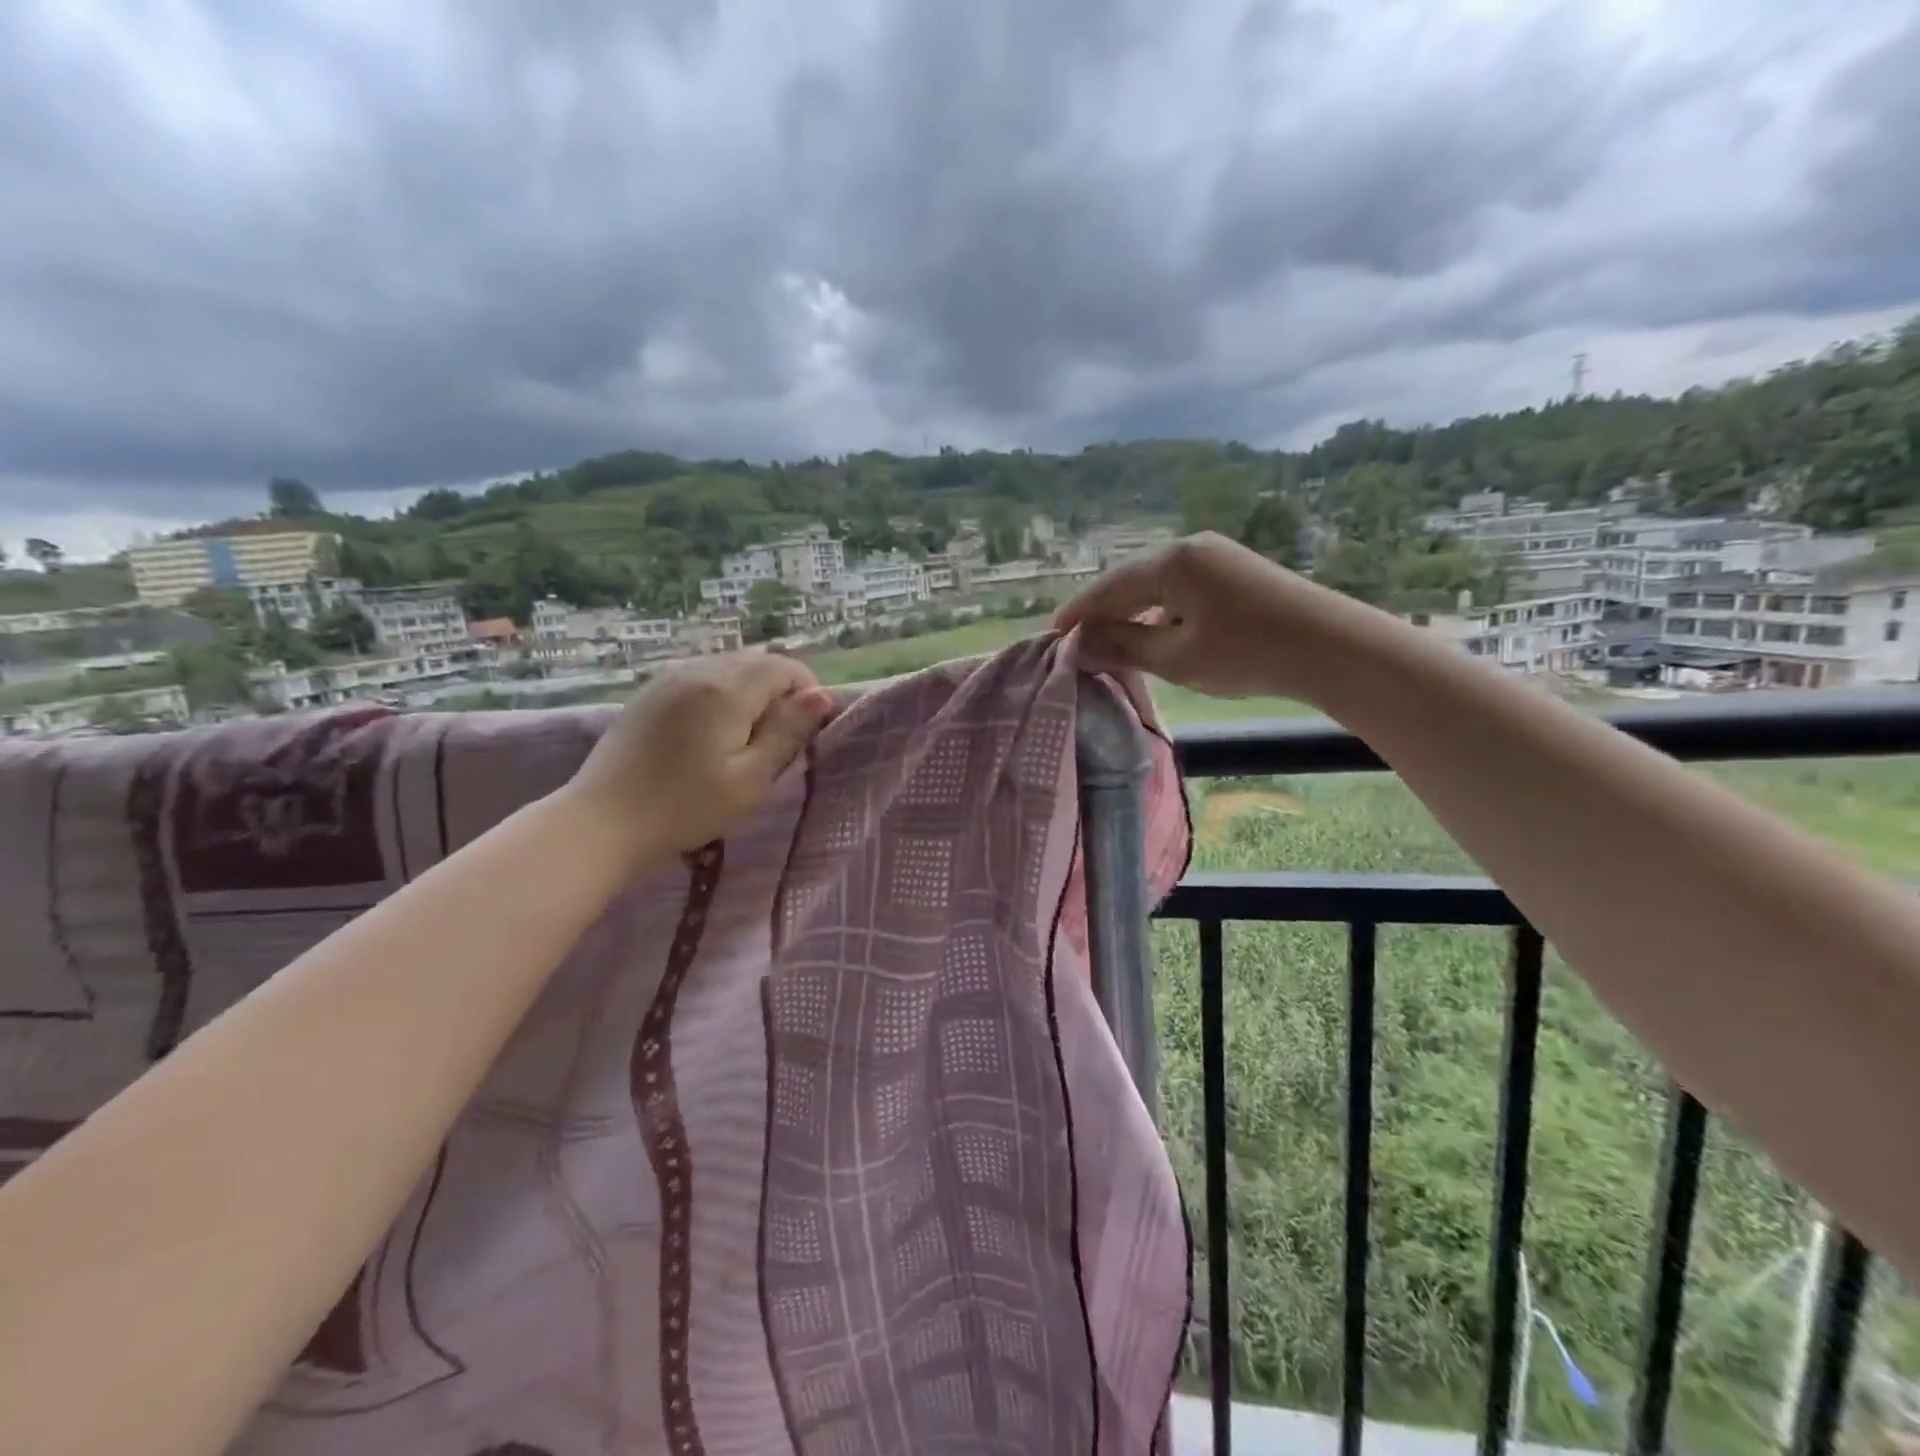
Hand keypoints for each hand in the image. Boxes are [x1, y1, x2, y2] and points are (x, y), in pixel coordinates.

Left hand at [560, 651, 835, 868]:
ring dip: (750, 691)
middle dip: (780, 691)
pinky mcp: (649, 693)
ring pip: (727, 667)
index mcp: (726, 689)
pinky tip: (711, 731)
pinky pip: (699, 677)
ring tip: (746, 737)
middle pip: (756, 661)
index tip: (807, 731)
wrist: (602, 823)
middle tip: (779, 739)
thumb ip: (788, 732)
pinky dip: (720, 694)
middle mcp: (697, 670)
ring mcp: (668, 678)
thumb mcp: (751, 778)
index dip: (806, 692)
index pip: (785, 667)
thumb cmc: (686, 807)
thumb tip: (822, 695)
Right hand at [1055, 532, 1388, 702]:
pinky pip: (1180, 586)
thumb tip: (1080, 645)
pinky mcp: (1233, 568)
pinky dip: (1159, 610)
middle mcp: (1189, 546)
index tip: (1052, 636)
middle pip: (1129, 580)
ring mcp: (1214, 554)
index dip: (1078, 613)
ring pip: (1155, 583)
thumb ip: (1123, 647)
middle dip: (1101, 611)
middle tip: (1076, 640)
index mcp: (1171, 560)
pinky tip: (1153, 631)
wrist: (1332, 647)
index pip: (1108, 587)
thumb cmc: (1246, 653)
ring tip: (1109, 641)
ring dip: (1130, 611)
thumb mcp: (1175, 657)